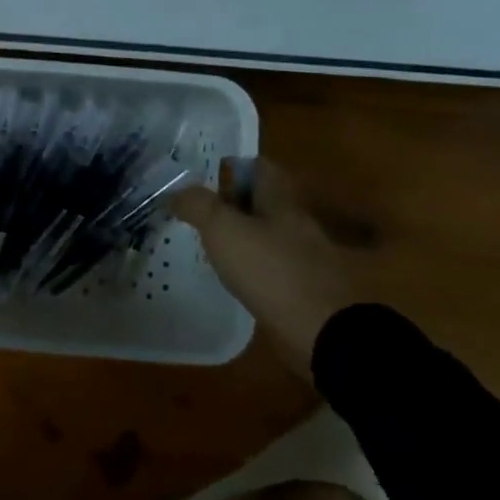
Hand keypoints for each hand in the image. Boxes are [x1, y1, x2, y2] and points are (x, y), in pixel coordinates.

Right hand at [168, 159, 361, 381]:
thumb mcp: (223, 229)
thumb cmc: (271, 269)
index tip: (204, 178)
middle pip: (263, 201)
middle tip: (199, 213)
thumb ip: (197, 205)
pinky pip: (273, 265)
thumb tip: (175, 192)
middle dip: (233, 203)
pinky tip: (234, 277)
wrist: (324, 331)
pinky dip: (253, 266)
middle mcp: (296, 222)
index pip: (260, 168)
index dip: (233, 167)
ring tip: (209, 245)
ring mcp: (304, 257)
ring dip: (242, 235)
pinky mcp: (305, 288)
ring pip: (267, 233)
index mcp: (281, 201)